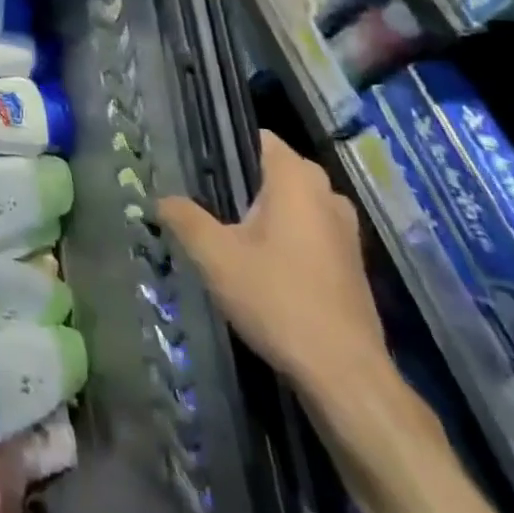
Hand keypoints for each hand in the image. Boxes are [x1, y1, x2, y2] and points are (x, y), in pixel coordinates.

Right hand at [159, 130, 385, 397]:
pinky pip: (311, 230)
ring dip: (266, 211)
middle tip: (205, 199)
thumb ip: (184, 218)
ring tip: (228, 231)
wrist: (344, 374)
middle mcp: (327, 194)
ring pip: (295, 203)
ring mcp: (346, 231)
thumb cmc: (277, 299)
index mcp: (296, 180)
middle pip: (277, 170)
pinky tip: (261, 263)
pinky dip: (287, 236)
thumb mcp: (214, 256)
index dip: (226, 144)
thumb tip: (162, 199)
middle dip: (243, 181)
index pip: (260, 138)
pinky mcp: (351, 264)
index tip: (198, 163)